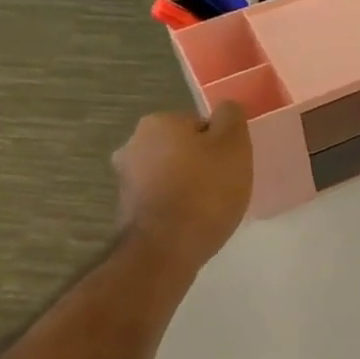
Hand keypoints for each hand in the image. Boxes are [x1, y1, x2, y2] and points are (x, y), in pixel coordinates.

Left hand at [111, 101, 252, 266]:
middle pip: (183, 147)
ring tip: (209, 208)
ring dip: (187, 184)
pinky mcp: (126, 208)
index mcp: (159, 122)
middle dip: (201, 163)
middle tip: (224, 187)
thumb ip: (231, 117)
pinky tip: (191, 222)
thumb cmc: (205, 191)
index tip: (232, 166)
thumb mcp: (234, 146)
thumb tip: (225, 108)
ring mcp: (125, 177)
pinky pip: (161, 197)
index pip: (201, 125)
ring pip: (170, 173)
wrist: (165, 249)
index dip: (221, 145)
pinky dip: (175, 205)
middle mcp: (133, 143)